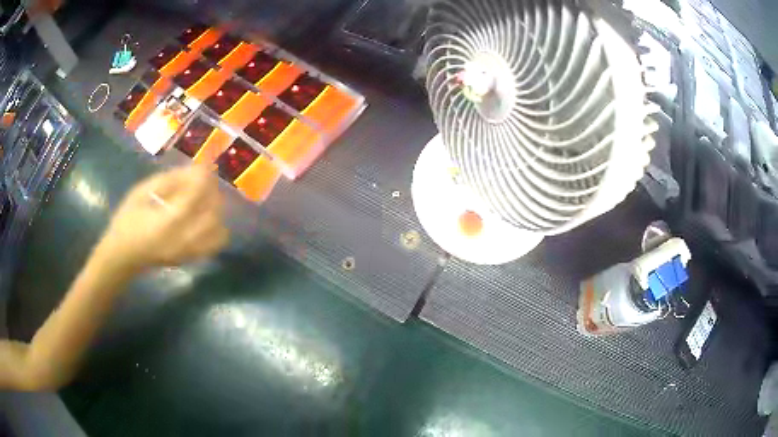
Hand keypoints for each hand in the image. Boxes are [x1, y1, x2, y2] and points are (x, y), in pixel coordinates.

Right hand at [97, 166, 228, 273]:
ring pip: (218, 229)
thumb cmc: (126, 222)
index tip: (207, 164)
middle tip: (207, 179)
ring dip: (217, 209)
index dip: (203, 178)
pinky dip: (218, 227)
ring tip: (207, 196)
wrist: (123, 257)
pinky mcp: (190, 259)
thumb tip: (191, 171)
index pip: (194, 197)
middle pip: (211, 213)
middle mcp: (182, 239)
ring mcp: (189, 252)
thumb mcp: (139, 194)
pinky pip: (215, 244)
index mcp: (166, 222)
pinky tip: (207, 216)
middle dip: (212, 192)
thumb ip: (166, 182)